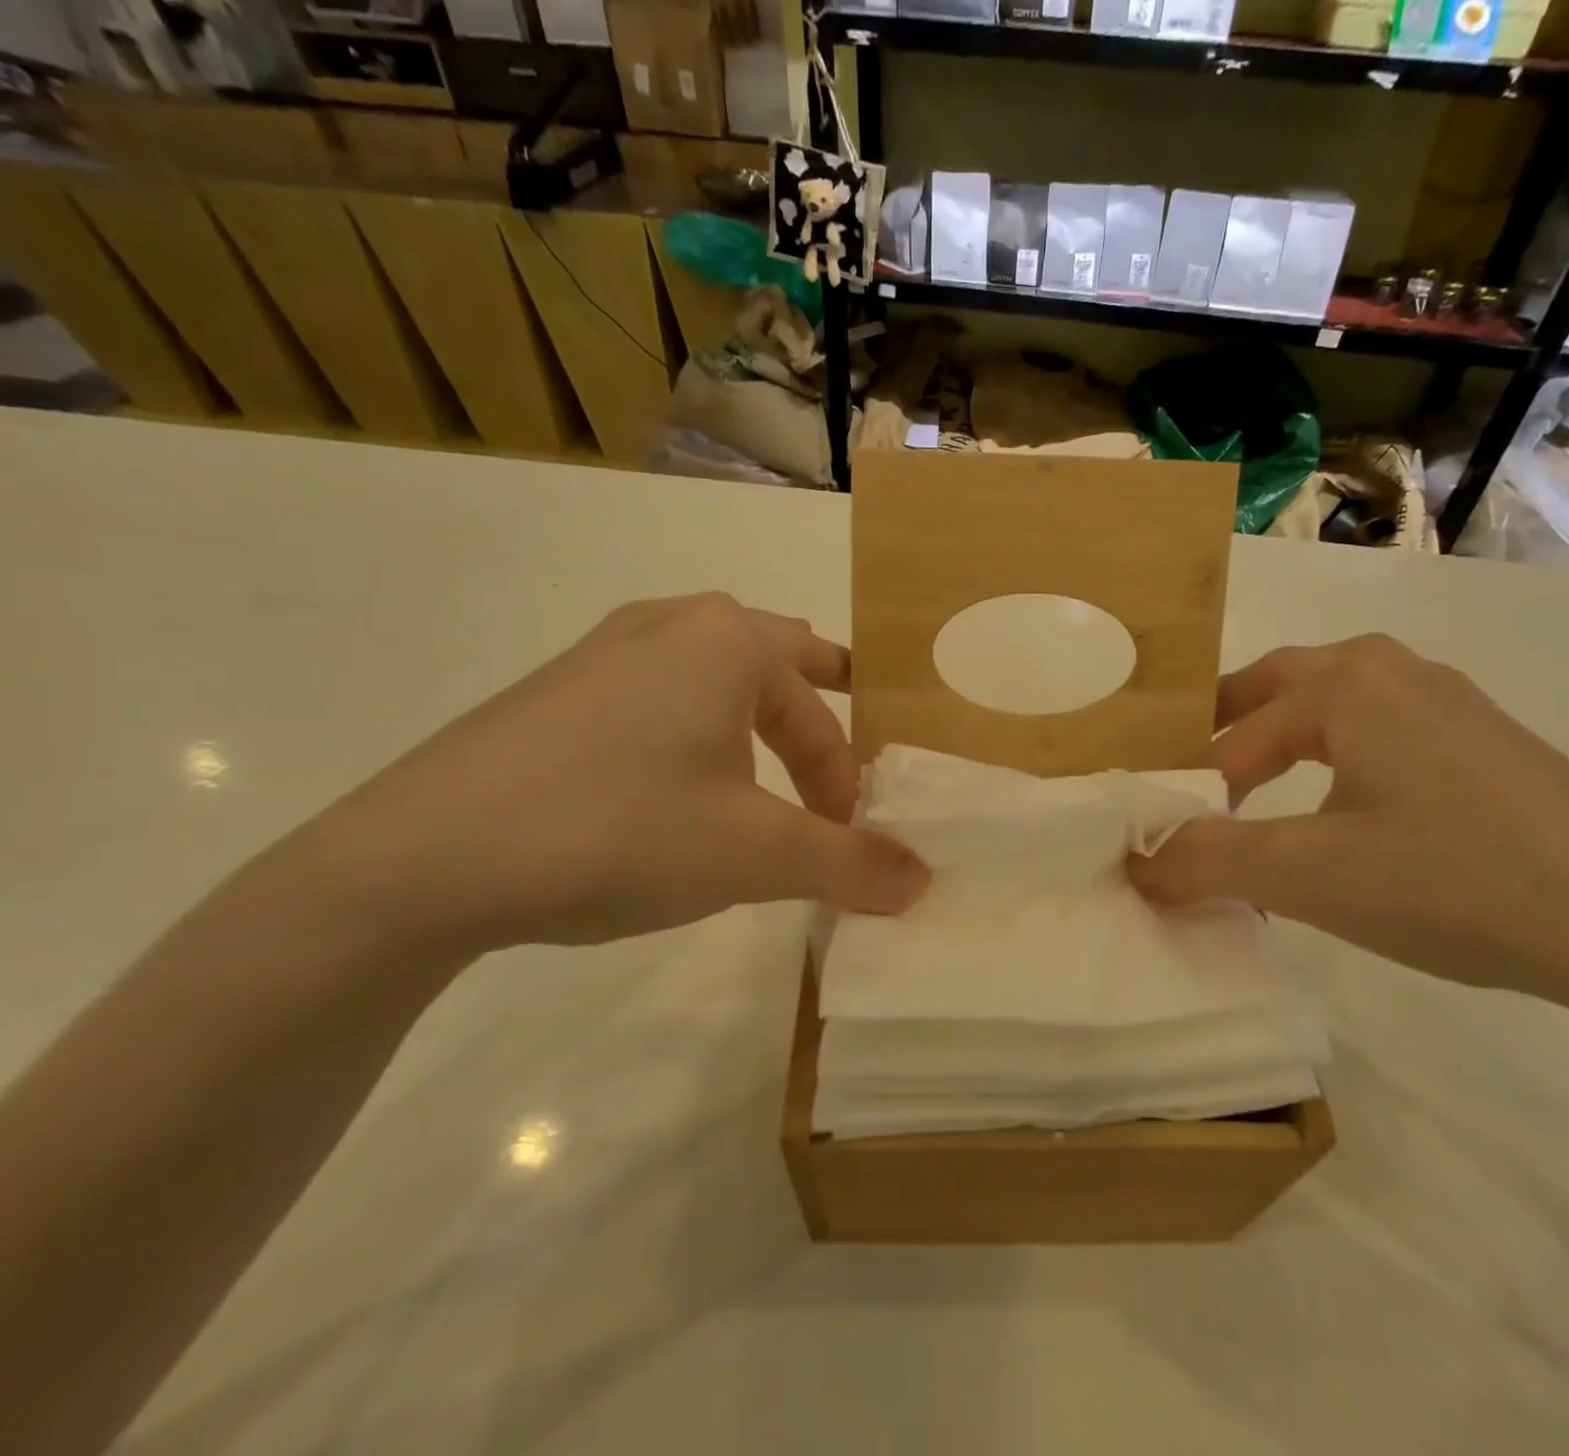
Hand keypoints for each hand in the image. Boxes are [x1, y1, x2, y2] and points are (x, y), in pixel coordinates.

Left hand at [289, 594, 927, 955]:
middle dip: (812, 718)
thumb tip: (923, 881)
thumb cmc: (620, 829)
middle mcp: (672, 626)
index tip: (842, 842)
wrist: (424, 857)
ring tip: (761, 774)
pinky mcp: (556, 691)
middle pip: (775, 664)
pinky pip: (656, 699)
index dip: (841, 780)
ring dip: (751, 724)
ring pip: (712, 677)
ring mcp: (604, 652)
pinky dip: (691, 734)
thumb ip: (849, 864)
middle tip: (833, 767)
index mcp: (729, 641)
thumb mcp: (754, 855)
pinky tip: (671, 788)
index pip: (819, 712)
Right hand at [1130, 635, 1568, 1016]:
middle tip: (1195, 785)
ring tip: (1259, 791)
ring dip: (1282, 738)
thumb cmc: (1451, 881)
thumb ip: (1204, 862)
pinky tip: (1351, 807)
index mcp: (1342, 685)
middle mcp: (1392, 670)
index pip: (1231, 738)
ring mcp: (1449, 699)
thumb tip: (1135, 863)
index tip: (1171, 844)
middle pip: (1276, 687)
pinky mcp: (1487, 738)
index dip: (1190, 792)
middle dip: (1226, 732)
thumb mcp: (1306, 876)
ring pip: (1333, 702)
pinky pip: (1382, 727)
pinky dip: (1338, 753)